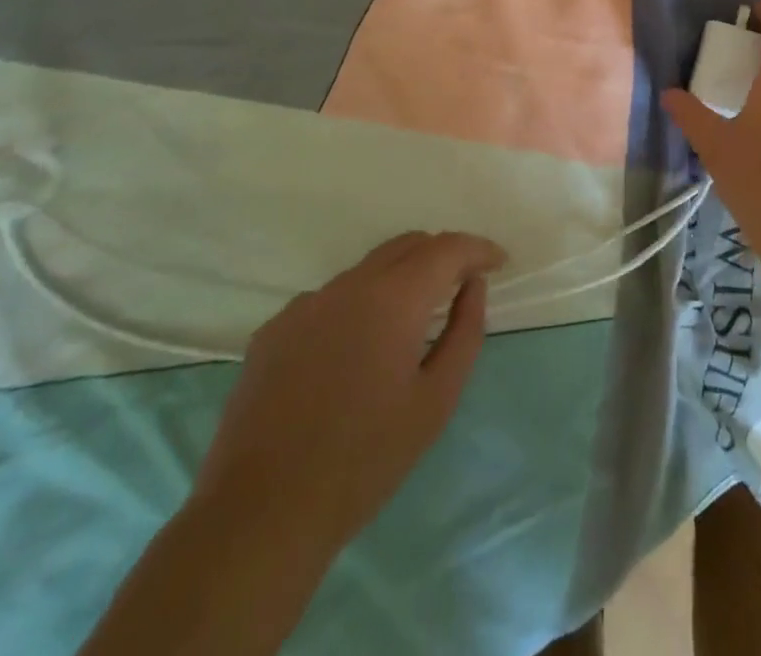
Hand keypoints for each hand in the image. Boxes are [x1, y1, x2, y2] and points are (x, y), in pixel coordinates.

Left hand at [190, 231, 505, 556]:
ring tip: (409, 322)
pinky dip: (356, 307)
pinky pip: (329, 300)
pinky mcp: (273, 330)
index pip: (446, 248)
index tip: (499, 262)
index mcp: (393, 298)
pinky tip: (353, 353)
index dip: (478, 249)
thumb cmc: (364, 460)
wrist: (260, 515)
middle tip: (462, 283)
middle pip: (406, 245)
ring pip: (366, 271)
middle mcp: (348, 286)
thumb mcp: (436, 400)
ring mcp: (304, 305)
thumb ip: (464, 331)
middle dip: (441, 255)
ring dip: (398, 280)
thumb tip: (472, 285)